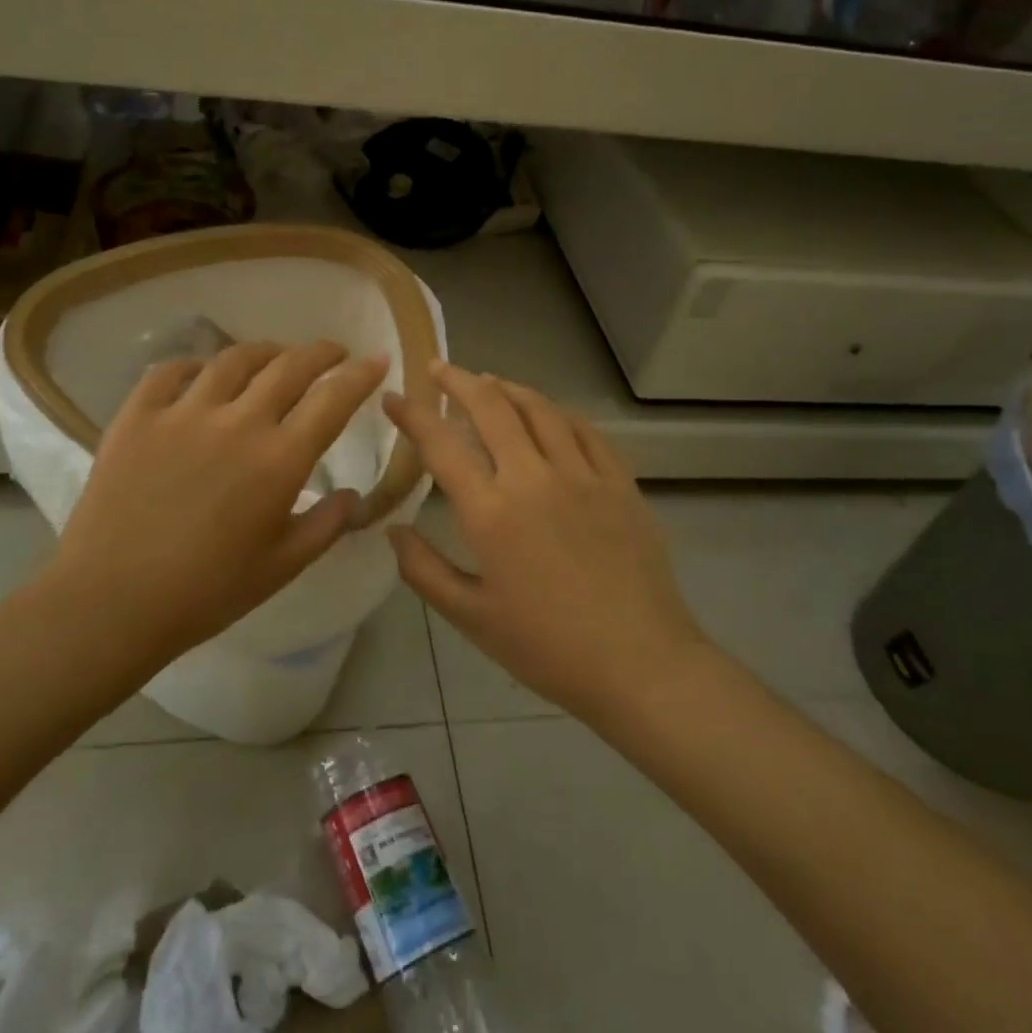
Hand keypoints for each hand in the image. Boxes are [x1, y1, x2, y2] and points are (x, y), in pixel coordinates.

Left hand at [45, 340, 389, 665]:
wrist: (111, 601)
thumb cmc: (207, 592)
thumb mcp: (283, 567)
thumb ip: (326, 525)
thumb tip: (354, 496)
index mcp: (279, 460)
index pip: (333, 399)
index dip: (361, 374)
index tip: (376, 360)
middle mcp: (237, 422)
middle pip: (288, 367)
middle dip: (320, 352)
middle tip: (332, 352)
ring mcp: (182, 413)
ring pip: (233, 359)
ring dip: (264, 352)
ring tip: (275, 357)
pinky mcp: (137, 416)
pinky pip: (170, 371)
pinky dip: (195, 365)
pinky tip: (202, 374)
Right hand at [384, 362, 706, 722]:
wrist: (639, 664)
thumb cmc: (547, 646)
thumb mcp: (470, 617)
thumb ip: (424, 570)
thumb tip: (392, 530)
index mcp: (491, 512)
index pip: (441, 445)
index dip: (413, 415)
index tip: (394, 398)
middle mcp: (533, 478)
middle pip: (491, 408)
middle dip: (459, 381)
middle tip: (438, 369)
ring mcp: (582, 475)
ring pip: (539, 409)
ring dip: (507, 388)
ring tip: (488, 381)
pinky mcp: (619, 482)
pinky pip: (584, 430)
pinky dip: (557, 412)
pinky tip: (547, 413)